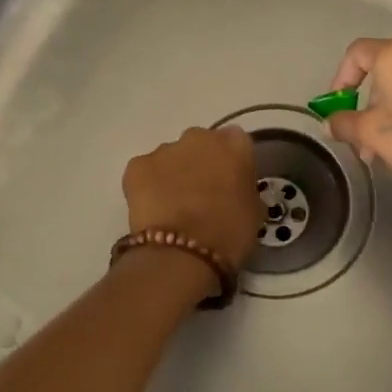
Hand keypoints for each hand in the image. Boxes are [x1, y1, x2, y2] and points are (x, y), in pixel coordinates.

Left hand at [122, 126, 262, 273]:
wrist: (182, 253)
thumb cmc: (229, 233)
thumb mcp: (255, 212)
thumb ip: (245, 190)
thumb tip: (236, 192)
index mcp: (234, 144)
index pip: (236, 142)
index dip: (232, 163)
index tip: (231, 184)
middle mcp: (199, 137)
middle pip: (201, 144)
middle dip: (201, 164)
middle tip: (203, 196)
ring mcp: (165, 150)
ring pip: (171, 157)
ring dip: (174, 175)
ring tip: (175, 208)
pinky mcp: (137, 166)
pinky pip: (145, 172)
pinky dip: (148, 187)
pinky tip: (154, 211)